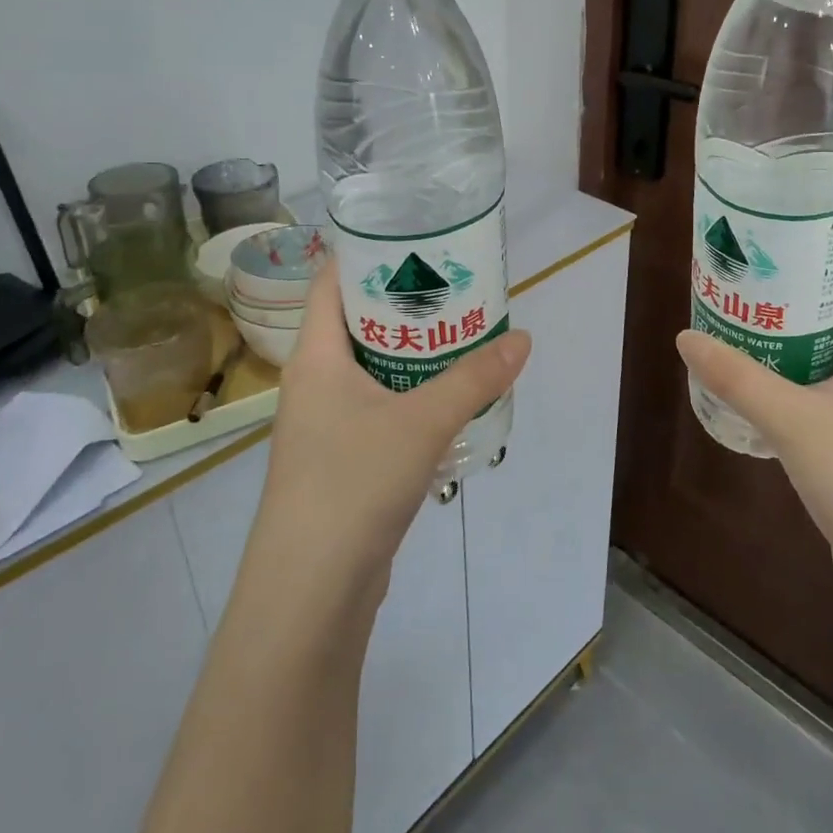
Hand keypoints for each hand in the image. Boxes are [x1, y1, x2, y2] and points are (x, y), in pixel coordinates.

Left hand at [252, 261, 531, 608]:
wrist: (311, 590)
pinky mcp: (343, 461)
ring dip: (413, 354)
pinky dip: (412, 396)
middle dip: (406, 305)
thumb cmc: (352, 483)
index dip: (367, 255)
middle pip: (358, 324)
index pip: (332, 282)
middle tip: (456, 288)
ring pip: (372, 370)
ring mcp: (326, 425)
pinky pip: (379, 409)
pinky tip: (450, 400)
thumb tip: (522, 338)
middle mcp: (315, 383)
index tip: (416, 242)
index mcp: (316, 357)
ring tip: (462, 336)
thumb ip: (474, 379)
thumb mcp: (422, 422)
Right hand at [676, 252, 832, 609]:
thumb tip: (685, 336)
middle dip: (796, 289)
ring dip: (793, 334)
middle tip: (743, 279)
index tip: (774, 236)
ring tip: (741, 321)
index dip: (825, 245)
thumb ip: (737, 377)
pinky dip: (798, 372)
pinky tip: (758, 381)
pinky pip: (831, 384)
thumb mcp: (793, 421)